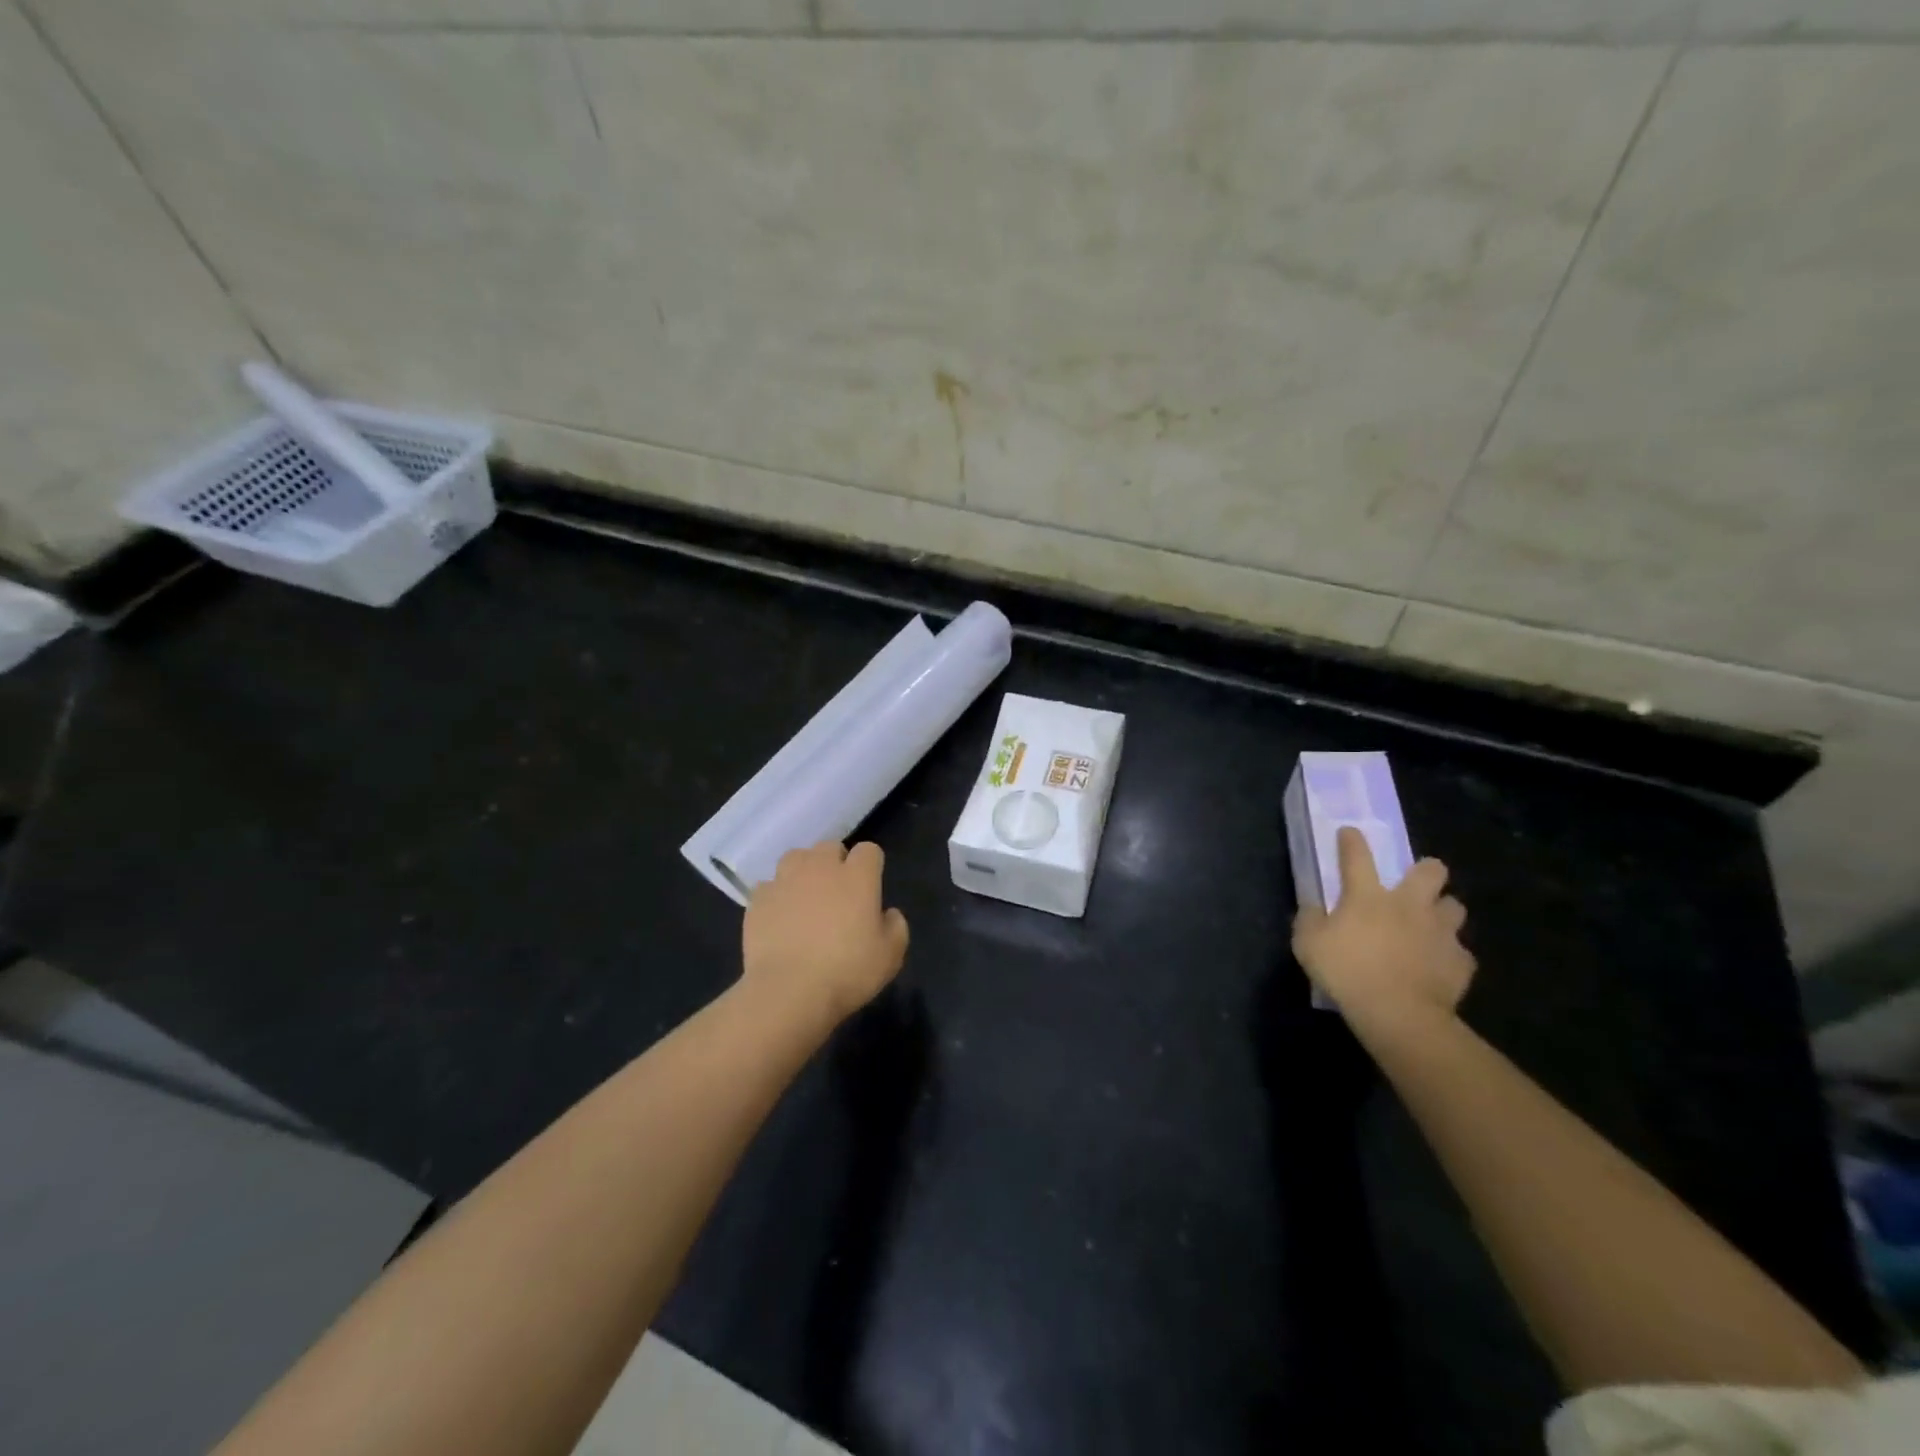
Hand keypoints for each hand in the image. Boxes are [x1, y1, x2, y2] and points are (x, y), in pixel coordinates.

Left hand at [742, 841, 910, 1025]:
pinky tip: (779, 918)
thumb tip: (887, 914)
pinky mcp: (758, 899)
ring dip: (803, 871)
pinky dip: (776, 896)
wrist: (789, 991)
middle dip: (836, 862)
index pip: (869, 850)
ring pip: (796, 857)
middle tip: (838, 893)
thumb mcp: (890, 956)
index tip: (870, 887)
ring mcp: (785, 880)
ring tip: (805, 897)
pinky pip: (769, 886)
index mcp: (858, 876)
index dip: (871, 866)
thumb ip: (896, 926)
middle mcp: (821, 867)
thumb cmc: (847, 972)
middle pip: (830, 846)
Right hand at [1292, 827, 1473, 1023]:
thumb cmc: (1346, 971)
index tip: (1350, 832)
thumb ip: (1309, 919)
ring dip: (1442, 912)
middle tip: (1415, 884)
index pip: (1357, 856)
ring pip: (1454, 907)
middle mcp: (1409, 904)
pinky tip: (1437, 965)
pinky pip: (1459, 952)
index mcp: (1368, 896)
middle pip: (1431, 871)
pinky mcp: (1460, 961)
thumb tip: (1312, 906)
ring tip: (1431, 925)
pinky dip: (1449, 955)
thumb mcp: (1307, 944)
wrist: (1399, 1012)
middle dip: (1426, 870)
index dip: (1352, 841)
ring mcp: (1440, 931)